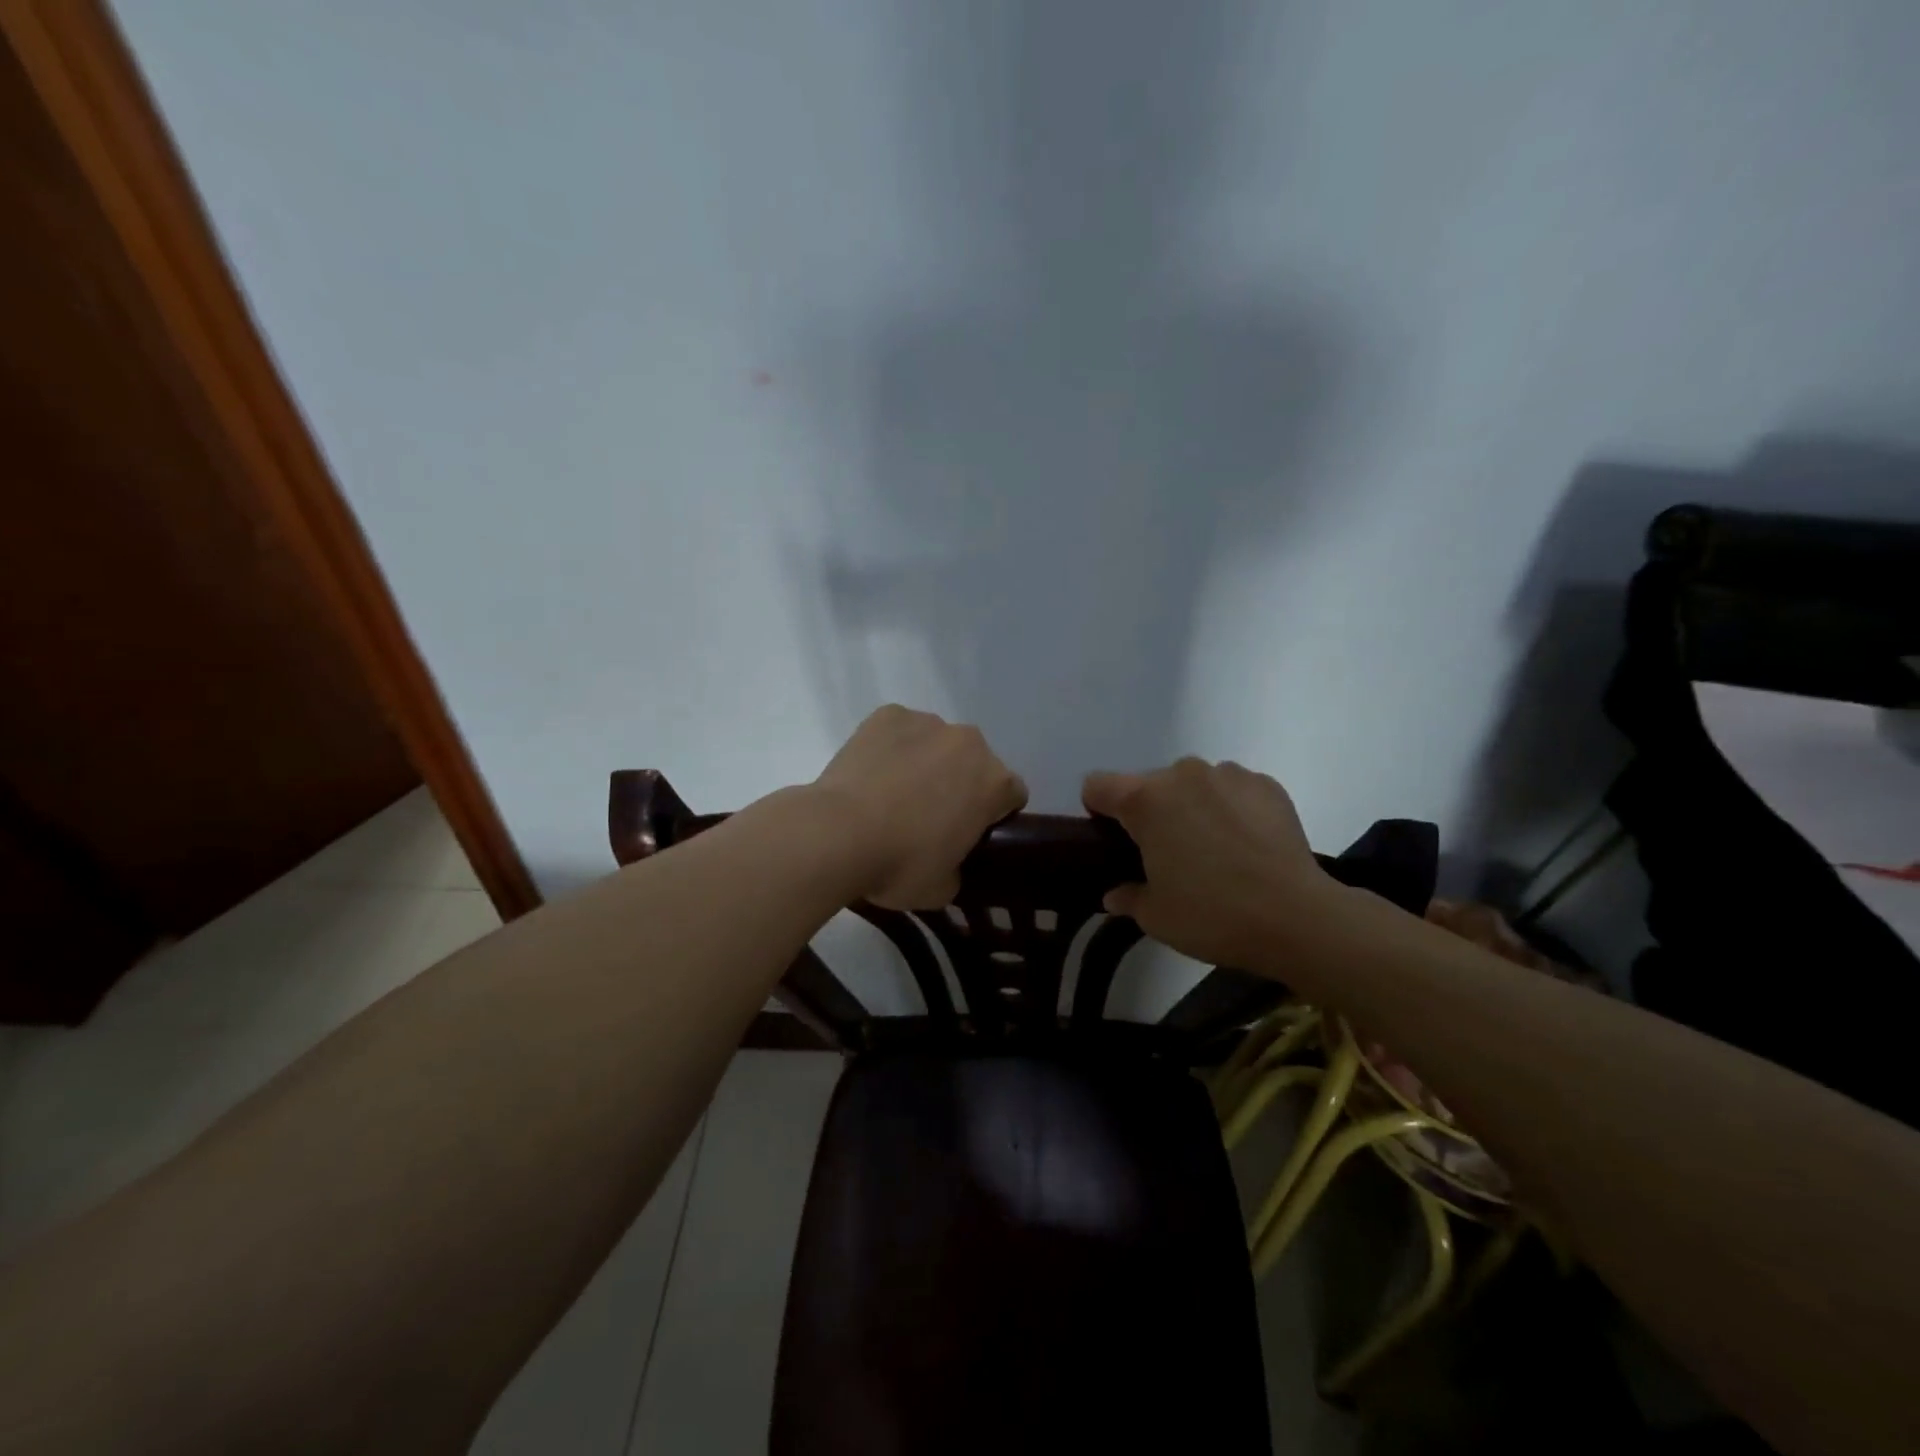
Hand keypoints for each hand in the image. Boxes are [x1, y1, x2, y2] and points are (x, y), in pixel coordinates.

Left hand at [815, 706, 1026, 908]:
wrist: (837, 834)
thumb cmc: (899, 865)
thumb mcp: (942, 888)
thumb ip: (958, 868)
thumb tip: (948, 864)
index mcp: (994, 782)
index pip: (1011, 794)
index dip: (993, 814)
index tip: (970, 833)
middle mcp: (969, 742)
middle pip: (975, 762)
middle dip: (960, 783)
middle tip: (929, 816)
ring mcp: (927, 723)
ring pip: (936, 743)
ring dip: (926, 762)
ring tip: (892, 794)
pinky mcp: (887, 715)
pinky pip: (899, 731)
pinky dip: (891, 747)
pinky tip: (871, 773)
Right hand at [1082, 758, 1343, 972]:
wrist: (1297, 918)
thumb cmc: (1212, 915)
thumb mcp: (1155, 916)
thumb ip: (1127, 897)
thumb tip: (1116, 893)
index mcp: (1145, 800)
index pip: (1097, 785)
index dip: (1098, 810)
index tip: (1114, 841)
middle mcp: (1182, 774)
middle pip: (1148, 785)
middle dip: (1151, 812)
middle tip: (1168, 855)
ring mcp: (1228, 775)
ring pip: (1193, 784)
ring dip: (1192, 807)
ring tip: (1214, 849)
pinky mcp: (1266, 784)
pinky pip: (1232, 789)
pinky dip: (1231, 808)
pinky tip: (1247, 844)